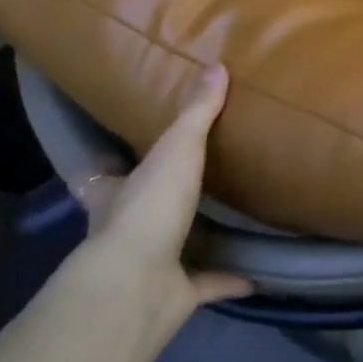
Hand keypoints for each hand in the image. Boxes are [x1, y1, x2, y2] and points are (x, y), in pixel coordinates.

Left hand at [53, 65, 251, 337]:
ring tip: (229, 220)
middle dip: (158, 200)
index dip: (111, 166)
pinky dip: (230, 279)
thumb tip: (217, 66)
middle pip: (137, 212)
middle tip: (190, 182)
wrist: (137, 286)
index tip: (122, 155)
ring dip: (194, 239)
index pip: (104, 175)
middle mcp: (125, 231)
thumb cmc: (148, 207)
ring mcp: (148, 267)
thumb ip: (197, 112)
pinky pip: (207, 284)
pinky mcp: (173, 295)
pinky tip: (258, 272)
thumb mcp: (177, 148)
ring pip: (171, 249)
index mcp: (115, 193)